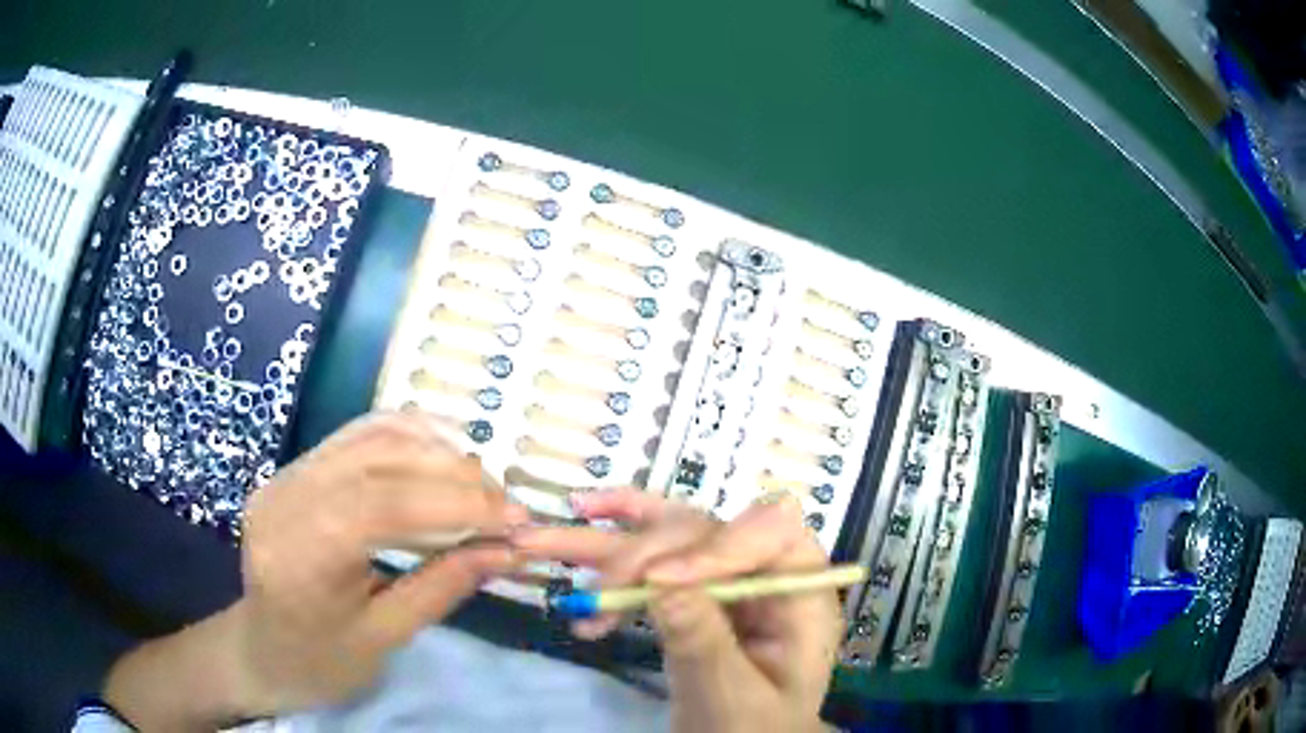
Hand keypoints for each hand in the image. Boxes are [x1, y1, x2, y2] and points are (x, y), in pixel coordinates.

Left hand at [104, 412, 526, 728]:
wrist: (260, 650)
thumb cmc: (319, 662)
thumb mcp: (385, 639)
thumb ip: (444, 587)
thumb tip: (509, 551)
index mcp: (299, 556)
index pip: (384, 505)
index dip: (458, 504)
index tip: (516, 520)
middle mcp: (285, 499)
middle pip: (380, 460)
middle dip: (456, 476)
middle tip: (507, 505)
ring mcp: (285, 475)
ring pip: (370, 435)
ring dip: (436, 450)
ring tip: (481, 483)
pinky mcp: (294, 469)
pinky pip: (356, 436)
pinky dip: (407, 439)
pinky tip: (440, 457)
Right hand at [514, 491, 840, 732]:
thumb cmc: (752, 731)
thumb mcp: (731, 697)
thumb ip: (703, 642)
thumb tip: (661, 580)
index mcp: (800, 595)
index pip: (770, 536)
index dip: (713, 547)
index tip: (656, 582)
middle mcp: (765, 574)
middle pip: (705, 533)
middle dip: (642, 555)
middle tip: (594, 593)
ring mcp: (726, 579)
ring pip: (667, 538)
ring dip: (606, 543)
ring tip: (537, 543)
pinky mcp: (692, 591)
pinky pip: (653, 559)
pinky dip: (612, 554)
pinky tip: (580, 543)